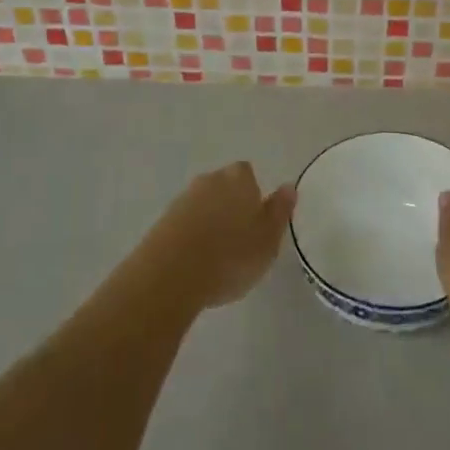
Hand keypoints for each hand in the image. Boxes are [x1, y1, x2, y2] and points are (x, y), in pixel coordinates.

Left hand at [142, 161, 295, 310]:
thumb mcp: (269, 238)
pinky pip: (184, 225)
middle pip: (223, 187)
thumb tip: (288, 186)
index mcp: (239, 179)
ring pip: (203, 205)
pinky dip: (191, 237)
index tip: (257, 219)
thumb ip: (280, 211)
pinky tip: (195, 262)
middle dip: (230, 205)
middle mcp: (209, 181)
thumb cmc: (231, 254)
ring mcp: (182, 200)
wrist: (171, 275)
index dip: (253, 194)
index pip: (248, 174)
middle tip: (240, 238)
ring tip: (217, 255)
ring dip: (209, 222)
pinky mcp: (161, 223)